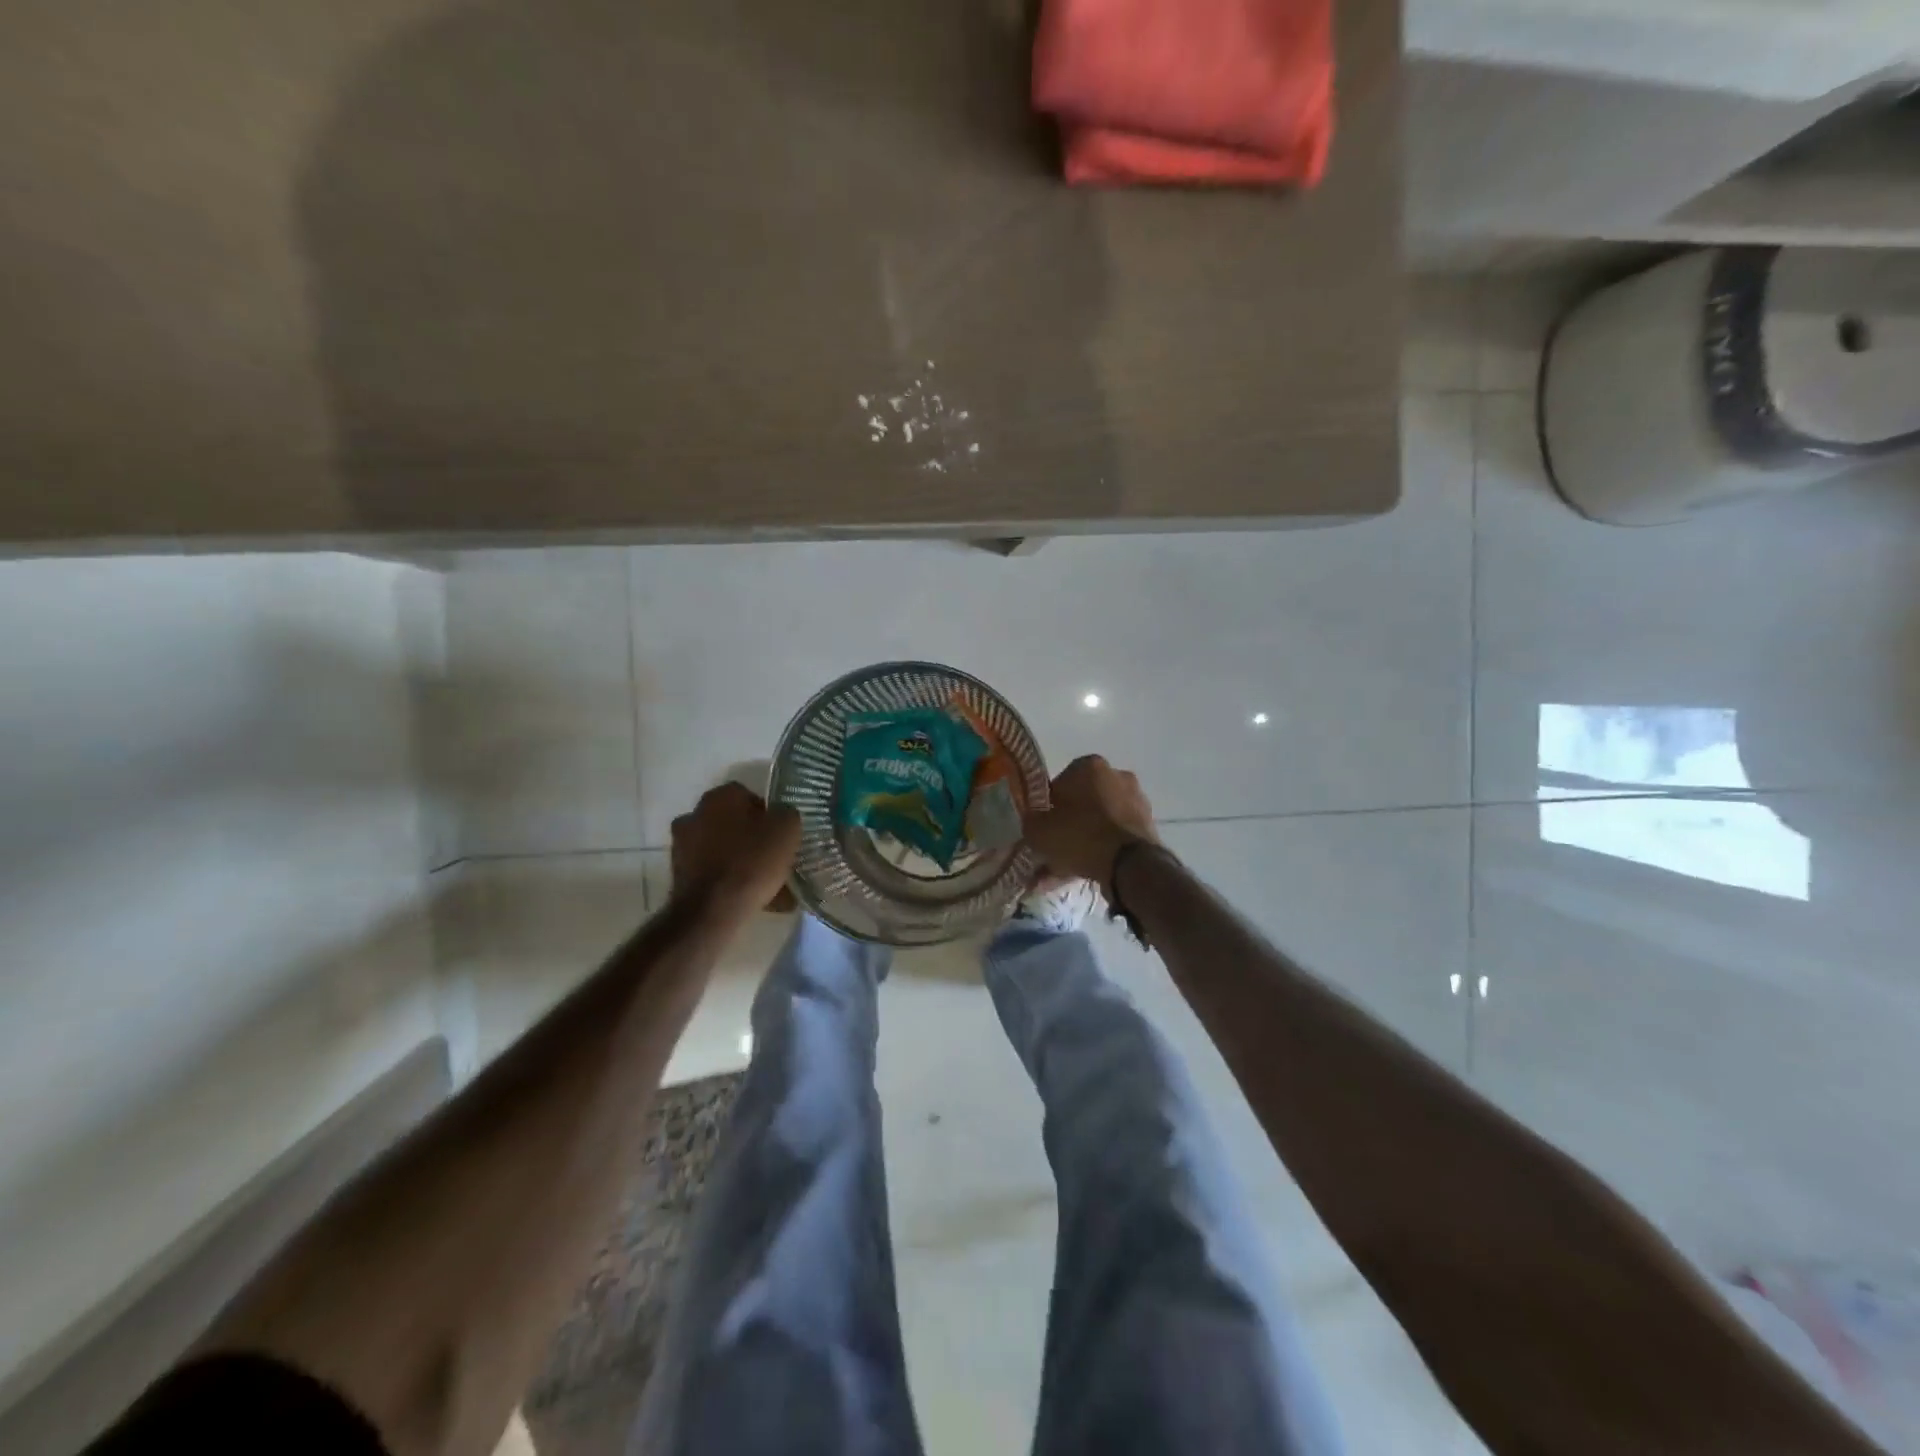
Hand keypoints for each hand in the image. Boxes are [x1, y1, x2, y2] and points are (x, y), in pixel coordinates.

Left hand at [671, 783, 800, 913]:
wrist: (712, 910)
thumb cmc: (752, 861)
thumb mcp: (787, 830)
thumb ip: (787, 815)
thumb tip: (781, 816)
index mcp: (721, 796)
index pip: (749, 796)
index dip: (768, 815)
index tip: (780, 835)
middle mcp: (695, 813)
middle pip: (732, 822)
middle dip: (751, 837)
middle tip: (773, 856)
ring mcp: (682, 844)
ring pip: (722, 848)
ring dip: (740, 859)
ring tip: (765, 884)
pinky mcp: (678, 873)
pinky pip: (712, 871)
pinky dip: (728, 880)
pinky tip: (749, 898)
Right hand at [1022, 755, 1159, 898]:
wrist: (1129, 864)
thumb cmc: (1079, 835)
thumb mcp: (1038, 830)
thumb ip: (1031, 821)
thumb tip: (1033, 821)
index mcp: (1089, 766)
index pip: (1059, 783)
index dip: (1047, 807)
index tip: (1042, 828)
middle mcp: (1116, 776)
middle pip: (1082, 803)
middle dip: (1067, 826)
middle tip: (1052, 850)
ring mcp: (1136, 801)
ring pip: (1098, 823)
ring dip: (1082, 842)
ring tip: (1064, 871)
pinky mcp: (1147, 826)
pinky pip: (1114, 838)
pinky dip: (1101, 852)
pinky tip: (1084, 874)